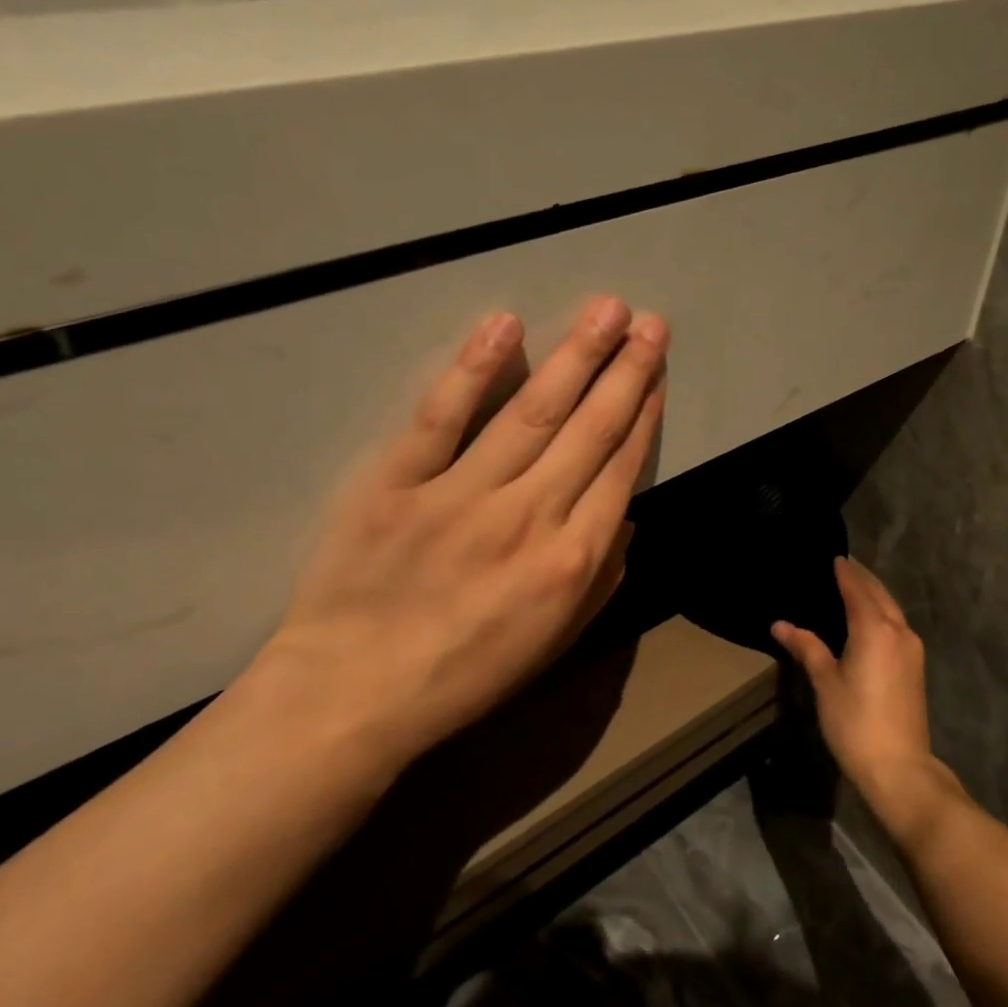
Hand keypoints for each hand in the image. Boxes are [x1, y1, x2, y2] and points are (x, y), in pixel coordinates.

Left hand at [247, 296, 666, 768]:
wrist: (352, 696)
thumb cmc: (465, 673)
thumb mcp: (555, 643)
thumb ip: (603, 578)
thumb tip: (626, 516)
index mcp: (572, 559)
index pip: (620, 468)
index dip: (643, 413)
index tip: (654, 372)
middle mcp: (530, 516)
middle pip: (590, 429)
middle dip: (626, 371)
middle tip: (650, 322)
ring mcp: (463, 495)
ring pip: (532, 412)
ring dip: (575, 356)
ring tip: (607, 310)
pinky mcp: (399, 482)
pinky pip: (441, 417)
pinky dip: (474, 370)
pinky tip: (506, 327)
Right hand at [772, 558, 941, 816]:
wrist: (899, 767)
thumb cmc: (855, 722)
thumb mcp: (825, 683)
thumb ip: (806, 647)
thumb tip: (780, 624)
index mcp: (874, 628)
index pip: (857, 589)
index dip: (845, 572)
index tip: (834, 556)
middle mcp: (898, 630)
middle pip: (879, 593)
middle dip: (862, 577)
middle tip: (843, 565)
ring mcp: (911, 648)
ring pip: (892, 608)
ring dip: (875, 593)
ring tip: (855, 585)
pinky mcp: (915, 665)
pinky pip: (897, 624)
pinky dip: (883, 611)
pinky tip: (870, 618)